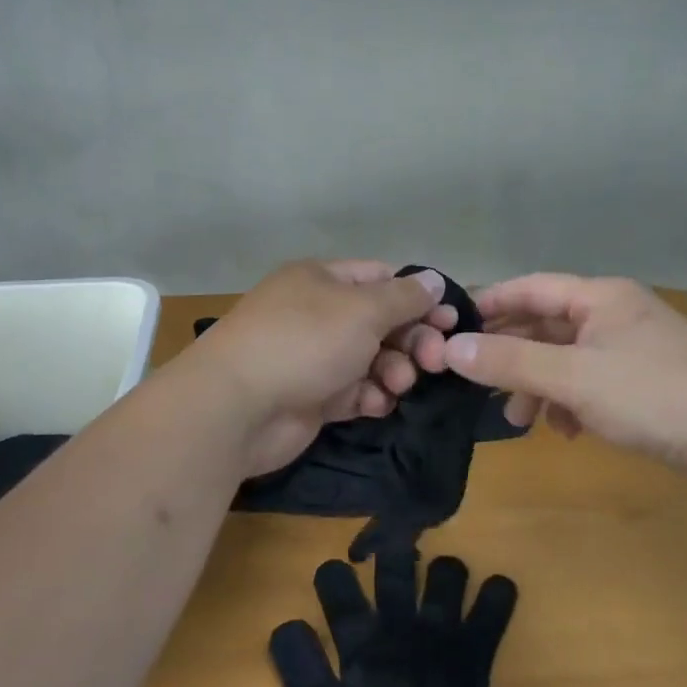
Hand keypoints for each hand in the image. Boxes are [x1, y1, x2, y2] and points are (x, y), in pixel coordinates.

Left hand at [188, 261, 454, 476]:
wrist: (237, 408)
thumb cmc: (304, 342)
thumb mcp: (361, 310)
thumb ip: (403, 297)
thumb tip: (434, 280)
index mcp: (321, 280)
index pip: (380, 278)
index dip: (417, 296)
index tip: (449, 319)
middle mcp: (316, 314)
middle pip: (379, 321)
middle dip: (411, 339)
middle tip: (435, 360)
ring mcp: (312, 357)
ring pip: (370, 359)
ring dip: (393, 370)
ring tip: (399, 384)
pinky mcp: (310, 397)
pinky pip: (353, 392)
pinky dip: (369, 397)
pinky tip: (377, 404)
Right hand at [437, 274, 686, 472]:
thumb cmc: (655, 396)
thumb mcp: (574, 378)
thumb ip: (510, 363)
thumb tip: (450, 350)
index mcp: (601, 297)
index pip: (530, 287)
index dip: (489, 305)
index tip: (452, 330)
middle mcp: (618, 313)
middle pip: (548, 325)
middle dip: (513, 357)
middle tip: (481, 388)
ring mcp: (637, 348)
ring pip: (569, 358)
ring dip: (540, 385)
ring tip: (524, 422)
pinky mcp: (651, 382)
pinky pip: (594, 382)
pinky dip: (572, 401)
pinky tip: (568, 430)